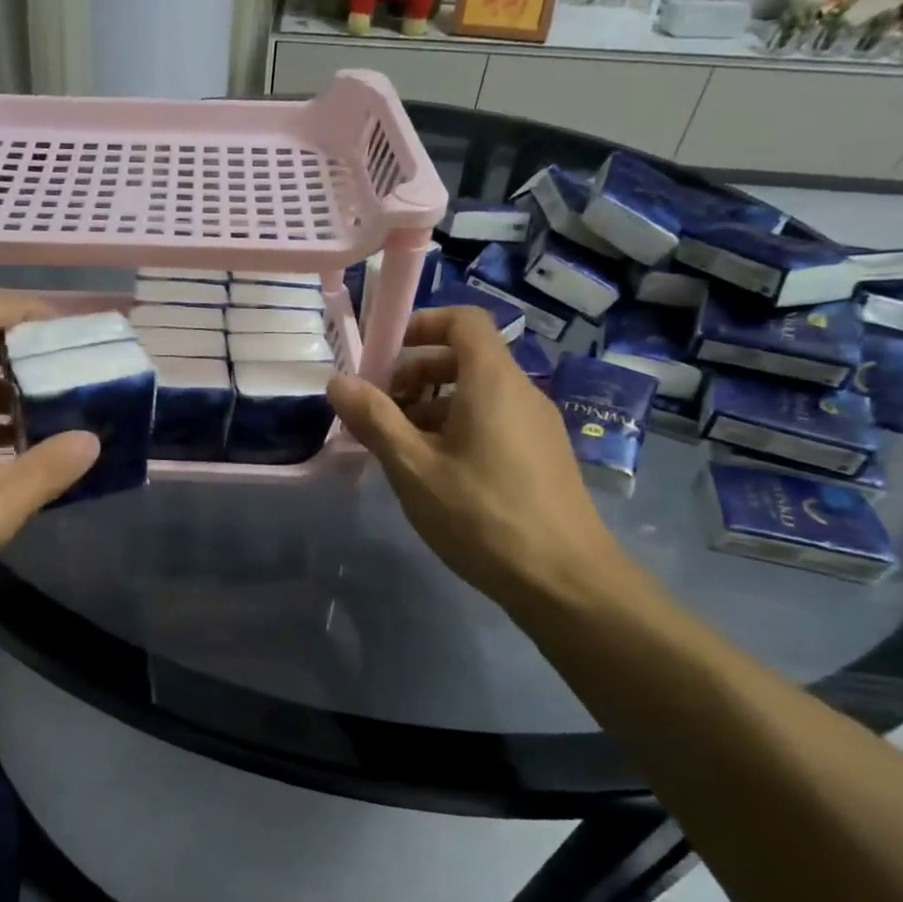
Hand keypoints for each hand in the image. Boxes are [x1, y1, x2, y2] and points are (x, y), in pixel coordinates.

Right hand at [327, 306, 634, 615]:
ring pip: (476, 393)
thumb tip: (338, 381)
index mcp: (492, 382)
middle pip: (465, 358)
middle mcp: (521, 392)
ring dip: (431, 407)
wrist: (564, 580)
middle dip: (415, 374)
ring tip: (398, 448)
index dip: (421, 324)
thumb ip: (374, 420)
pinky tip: (434, 472)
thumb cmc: (482, 516)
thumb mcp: (414, 468)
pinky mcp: (541, 455)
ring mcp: (536, 425)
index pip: (463, 321)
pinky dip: (456, 428)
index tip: (383, 355)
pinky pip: (492, 420)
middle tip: (379, 412)